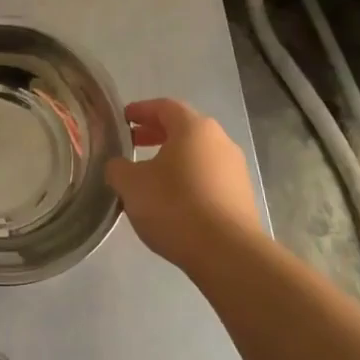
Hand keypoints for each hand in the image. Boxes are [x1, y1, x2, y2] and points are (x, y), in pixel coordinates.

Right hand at [105, 98, 263, 269]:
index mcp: (194, 128)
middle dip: (155, 134)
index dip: (140, 110)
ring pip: (197, 155)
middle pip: (183, 129)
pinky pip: (208, 178)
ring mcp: (235, 169)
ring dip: (172, 159)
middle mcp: (220, 141)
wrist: (227, 253)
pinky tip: (172, 201)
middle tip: (131, 145)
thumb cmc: (175, 206)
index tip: (123, 119)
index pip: (164, 106)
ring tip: (148, 177)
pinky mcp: (241, 196)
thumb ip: (118, 168)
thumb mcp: (131, 184)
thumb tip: (118, 166)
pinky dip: (187, 180)